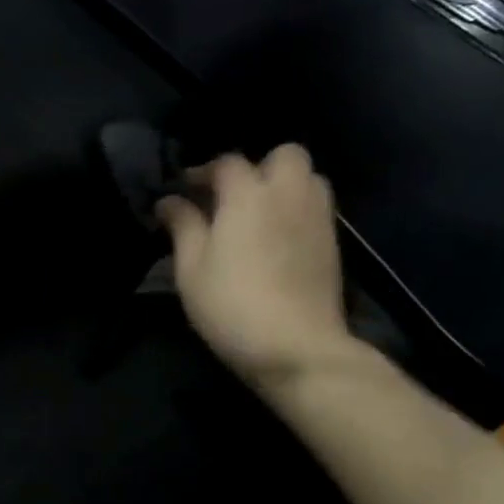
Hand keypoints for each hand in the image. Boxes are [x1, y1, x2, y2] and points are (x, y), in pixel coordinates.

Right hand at [155, 145, 360, 389]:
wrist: (297, 348)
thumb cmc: (232, 304)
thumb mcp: (191, 267)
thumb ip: (183, 226)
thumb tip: (169, 200)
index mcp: (248, 195)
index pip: (227, 162)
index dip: (203, 171)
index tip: (184, 190)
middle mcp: (289, 195)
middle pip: (285, 154)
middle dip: (259, 165)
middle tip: (233, 195)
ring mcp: (318, 218)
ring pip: (309, 178)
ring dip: (283, 185)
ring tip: (257, 213)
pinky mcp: (333, 244)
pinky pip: (316, 207)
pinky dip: (297, 209)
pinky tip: (276, 237)